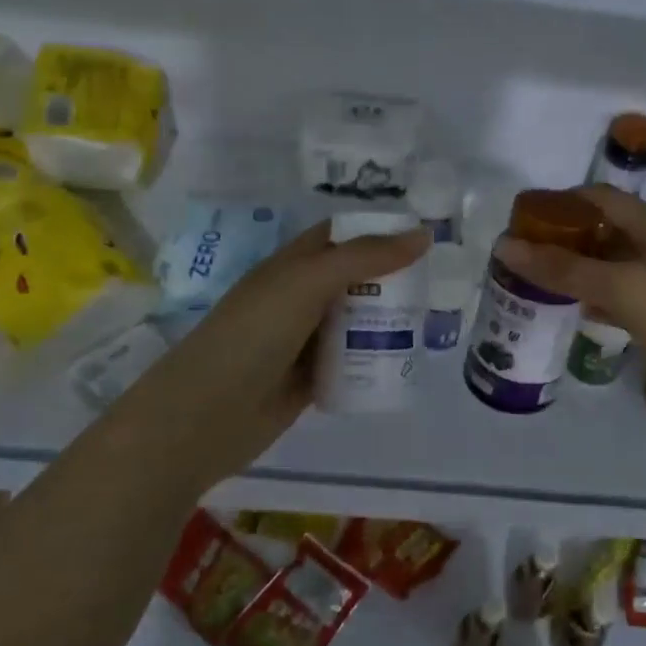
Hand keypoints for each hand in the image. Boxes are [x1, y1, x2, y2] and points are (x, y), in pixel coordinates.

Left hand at [122, 220, 430, 486]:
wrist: (207, 415)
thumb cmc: (254, 334)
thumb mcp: (308, 282)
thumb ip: (364, 257)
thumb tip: (423, 234)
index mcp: (293, 264)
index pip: (342, 235)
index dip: (379, 230)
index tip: (424, 235)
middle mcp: (301, 296)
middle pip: (356, 278)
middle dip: (393, 278)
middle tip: (439, 282)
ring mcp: (306, 338)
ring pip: (357, 319)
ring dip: (389, 318)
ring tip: (431, 319)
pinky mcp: (312, 377)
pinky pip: (352, 358)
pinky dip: (376, 356)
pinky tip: (407, 358)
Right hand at [496, 186, 645, 434]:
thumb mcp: (626, 288)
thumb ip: (567, 268)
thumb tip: (505, 245)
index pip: (600, 198)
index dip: (560, 202)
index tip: (521, 218)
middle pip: (607, 232)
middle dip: (566, 239)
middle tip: (522, 257)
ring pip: (617, 268)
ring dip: (581, 271)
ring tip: (538, 284)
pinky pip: (630, 300)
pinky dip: (602, 300)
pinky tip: (579, 313)